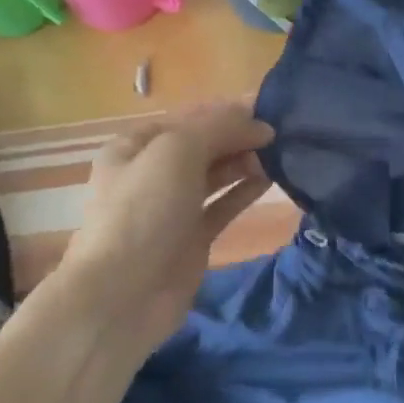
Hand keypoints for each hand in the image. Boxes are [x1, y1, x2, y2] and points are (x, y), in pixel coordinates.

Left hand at [47, 101, 274, 358]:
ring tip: (280, 154)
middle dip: (238, 136)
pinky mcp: (192, 237)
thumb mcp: (176, 152)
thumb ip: (218, 129)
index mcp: (135, 146)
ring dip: (244, 161)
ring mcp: (172, 207)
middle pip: (202, 145)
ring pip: (215, 175)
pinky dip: (244, 191)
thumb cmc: (144, 211)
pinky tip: (270, 180)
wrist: (123, 293)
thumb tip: (260, 126)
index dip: (225, 111)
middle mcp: (152, 173)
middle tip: (279, 135)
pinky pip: (223, 205)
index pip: (187, 118)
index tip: (266, 109)